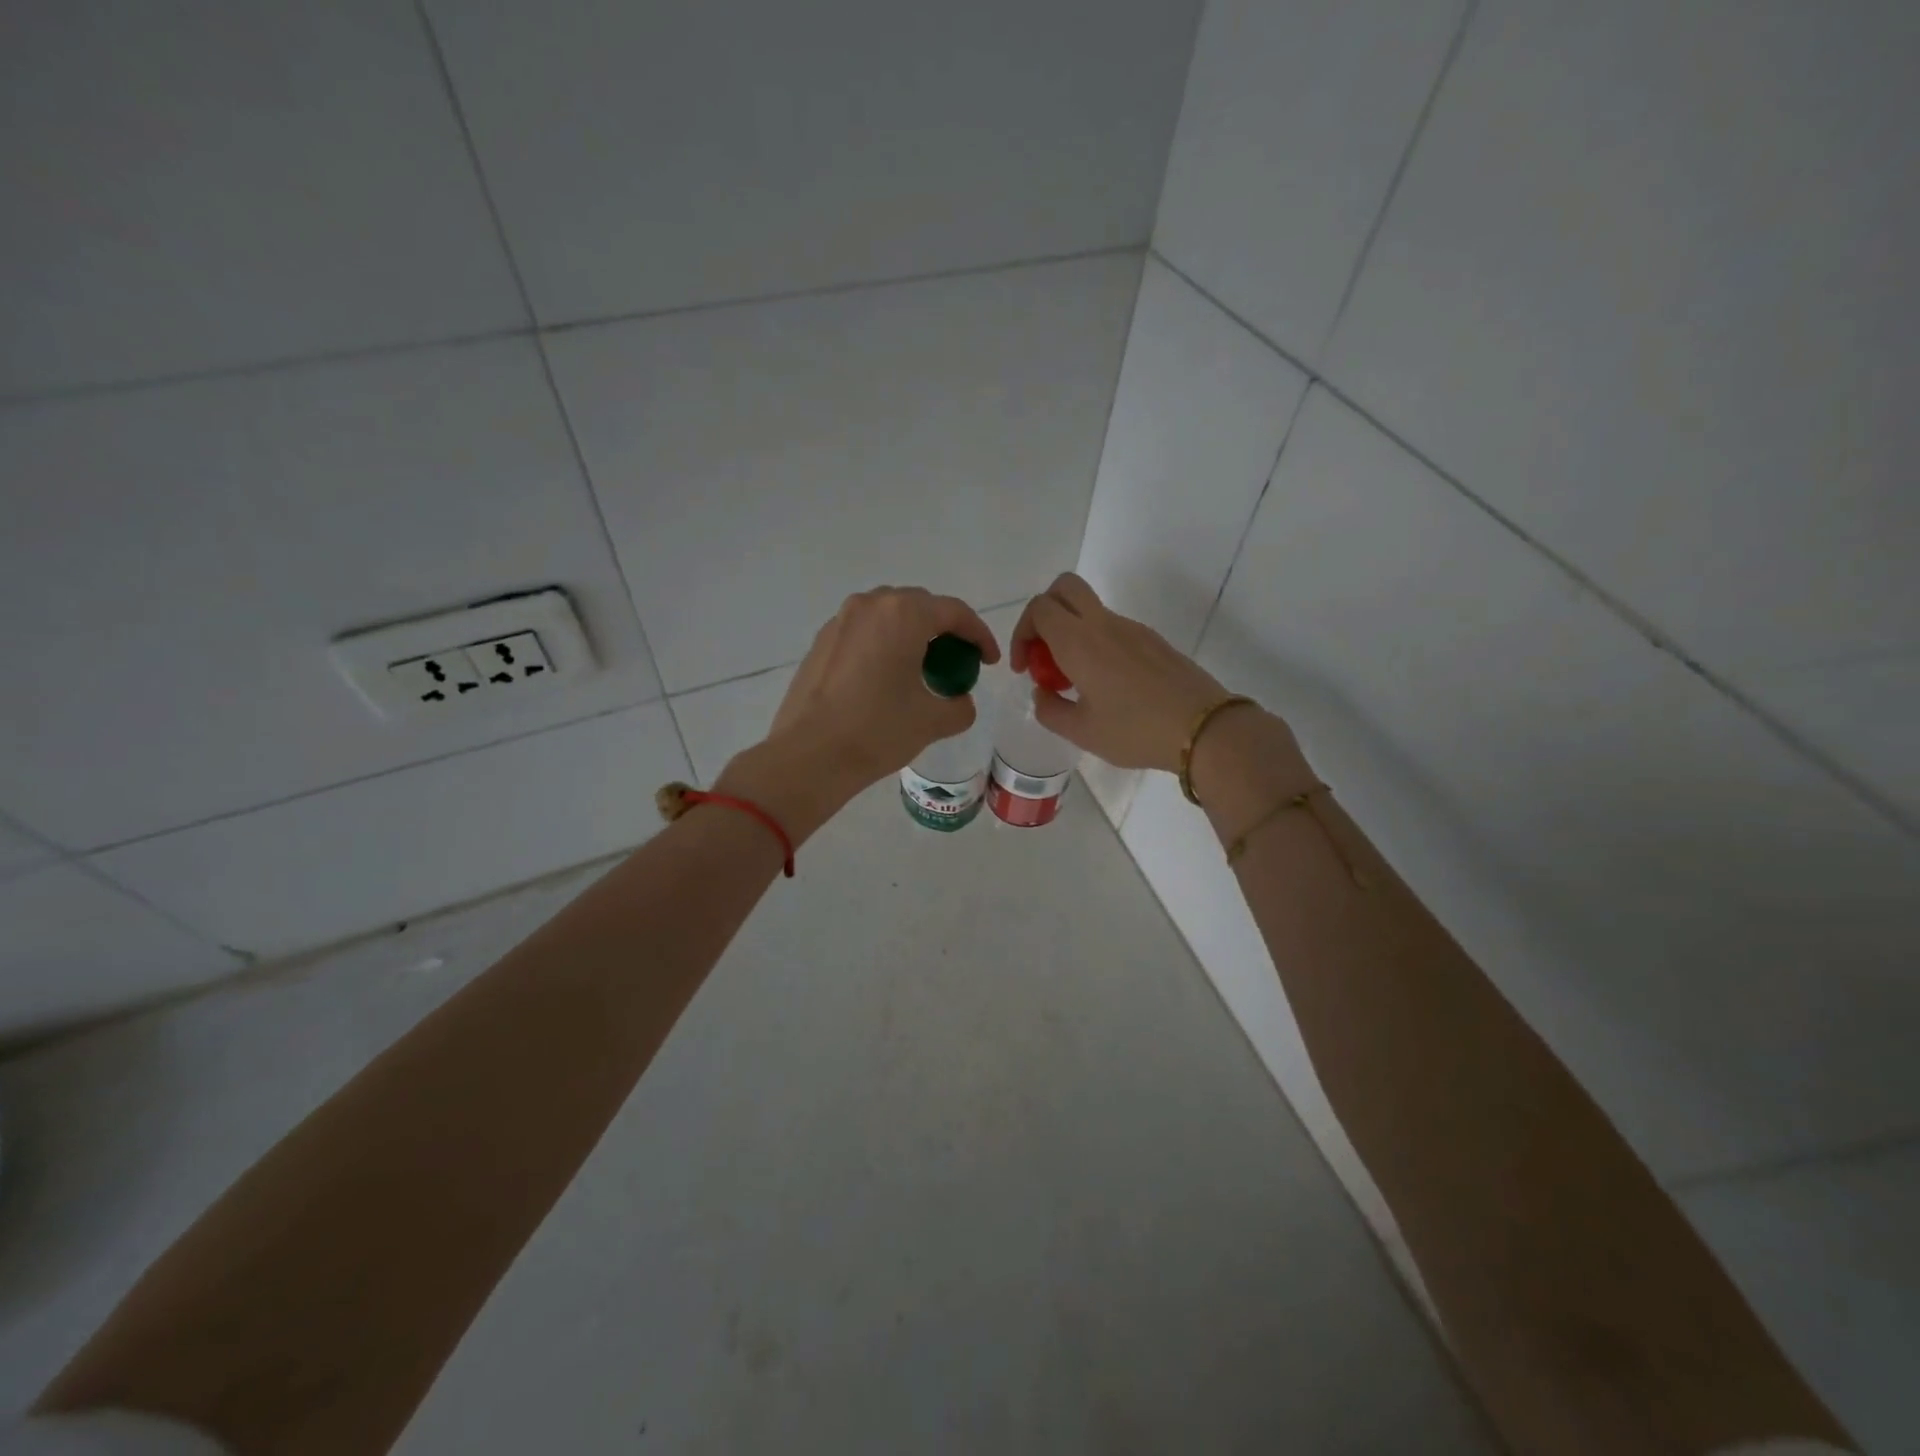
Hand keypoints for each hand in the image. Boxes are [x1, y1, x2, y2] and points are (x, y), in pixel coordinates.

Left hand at [760, 586, 1000, 784]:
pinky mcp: (821, 642)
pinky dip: (883, 646)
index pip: (954, 612)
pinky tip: (885, 679)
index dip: (979, 635)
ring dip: (911, 635)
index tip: (988, 662)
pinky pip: (864, 632)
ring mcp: (840, 621)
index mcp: (903, 614)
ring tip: (922, 669)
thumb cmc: (877, 730)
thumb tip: (959, 700)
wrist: (809, 756)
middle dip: (945, 631)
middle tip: (957, 663)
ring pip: (888, 616)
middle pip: (920, 606)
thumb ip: (960, 705)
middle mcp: (870, 605)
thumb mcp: (932, 721)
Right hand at [1008, 573, 1233, 772]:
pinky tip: (1107, 685)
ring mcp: (1132, 628)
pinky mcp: (1153, 640)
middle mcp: (1104, 624)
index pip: (1039, 608)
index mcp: (1079, 642)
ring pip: (1090, 610)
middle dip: (1044, 614)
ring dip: (1072, 632)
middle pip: (1064, 588)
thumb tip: (1041, 692)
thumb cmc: (1135, 730)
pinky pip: (1114, 629)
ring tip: (1076, 680)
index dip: (1022, 632)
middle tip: (1044, 653)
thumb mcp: (1081, 731)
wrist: (1202, 728)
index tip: (1025, 667)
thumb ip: (1050, 709)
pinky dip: (1097, 643)